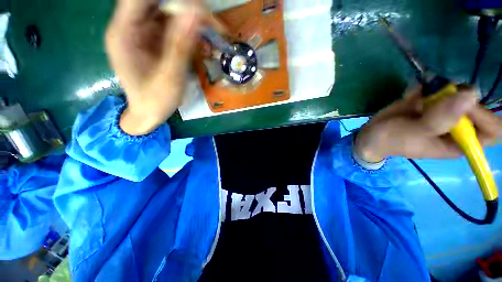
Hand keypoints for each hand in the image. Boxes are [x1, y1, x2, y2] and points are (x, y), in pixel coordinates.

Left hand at [105, 0, 202, 134]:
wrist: (148, 113)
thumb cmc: (155, 101)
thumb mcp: (170, 77)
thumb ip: (181, 46)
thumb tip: (196, 13)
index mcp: (124, 33)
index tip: (199, 10)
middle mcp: (130, 26)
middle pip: (157, 2)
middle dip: (186, 8)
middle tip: (211, 23)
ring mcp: (142, 32)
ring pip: (167, 12)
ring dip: (191, 20)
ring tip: (212, 34)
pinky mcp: (153, 40)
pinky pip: (172, 26)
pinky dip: (189, 31)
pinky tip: (203, 44)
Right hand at [354, 85, 501, 161]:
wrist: (371, 134)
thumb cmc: (392, 140)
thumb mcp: (413, 133)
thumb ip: (440, 119)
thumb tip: (471, 94)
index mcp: (460, 142)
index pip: (492, 129)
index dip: (484, 115)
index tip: (462, 103)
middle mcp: (458, 125)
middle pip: (476, 104)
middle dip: (457, 95)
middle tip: (435, 95)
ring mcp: (445, 110)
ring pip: (457, 91)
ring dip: (440, 88)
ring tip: (419, 95)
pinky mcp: (431, 101)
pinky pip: (438, 86)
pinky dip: (425, 86)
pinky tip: (410, 94)